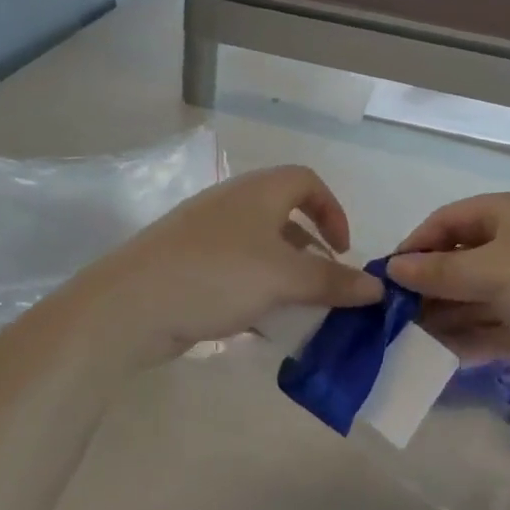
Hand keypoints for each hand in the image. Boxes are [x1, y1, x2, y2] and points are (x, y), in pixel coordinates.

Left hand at [70, 167, 382, 369]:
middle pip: (284, 216)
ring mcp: (206, 235)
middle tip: (326, 288)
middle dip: (311, 252)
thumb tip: (378, 287)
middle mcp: (232, 204)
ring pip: (259, 249)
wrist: (132, 303)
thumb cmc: (216, 275)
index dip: (332, 210)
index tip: (344, 251)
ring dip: (285, 278)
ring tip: (300, 313)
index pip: (306, 181)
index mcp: (257, 192)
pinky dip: (256, 293)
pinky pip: (235, 273)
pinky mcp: (188, 266)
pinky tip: (262, 328)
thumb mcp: (283, 277)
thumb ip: (332, 280)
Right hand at [386, 192, 509, 416]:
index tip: (387, 275)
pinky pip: (499, 326)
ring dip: (446, 314)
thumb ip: (440, 271)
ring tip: (408, 338)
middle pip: (465, 258)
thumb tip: (393, 268)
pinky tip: (441, 354)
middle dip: (430, 284)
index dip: (418, 243)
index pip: (452, 219)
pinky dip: (472, 337)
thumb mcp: (495, 272)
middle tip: (393, 313)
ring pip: (480, 296)